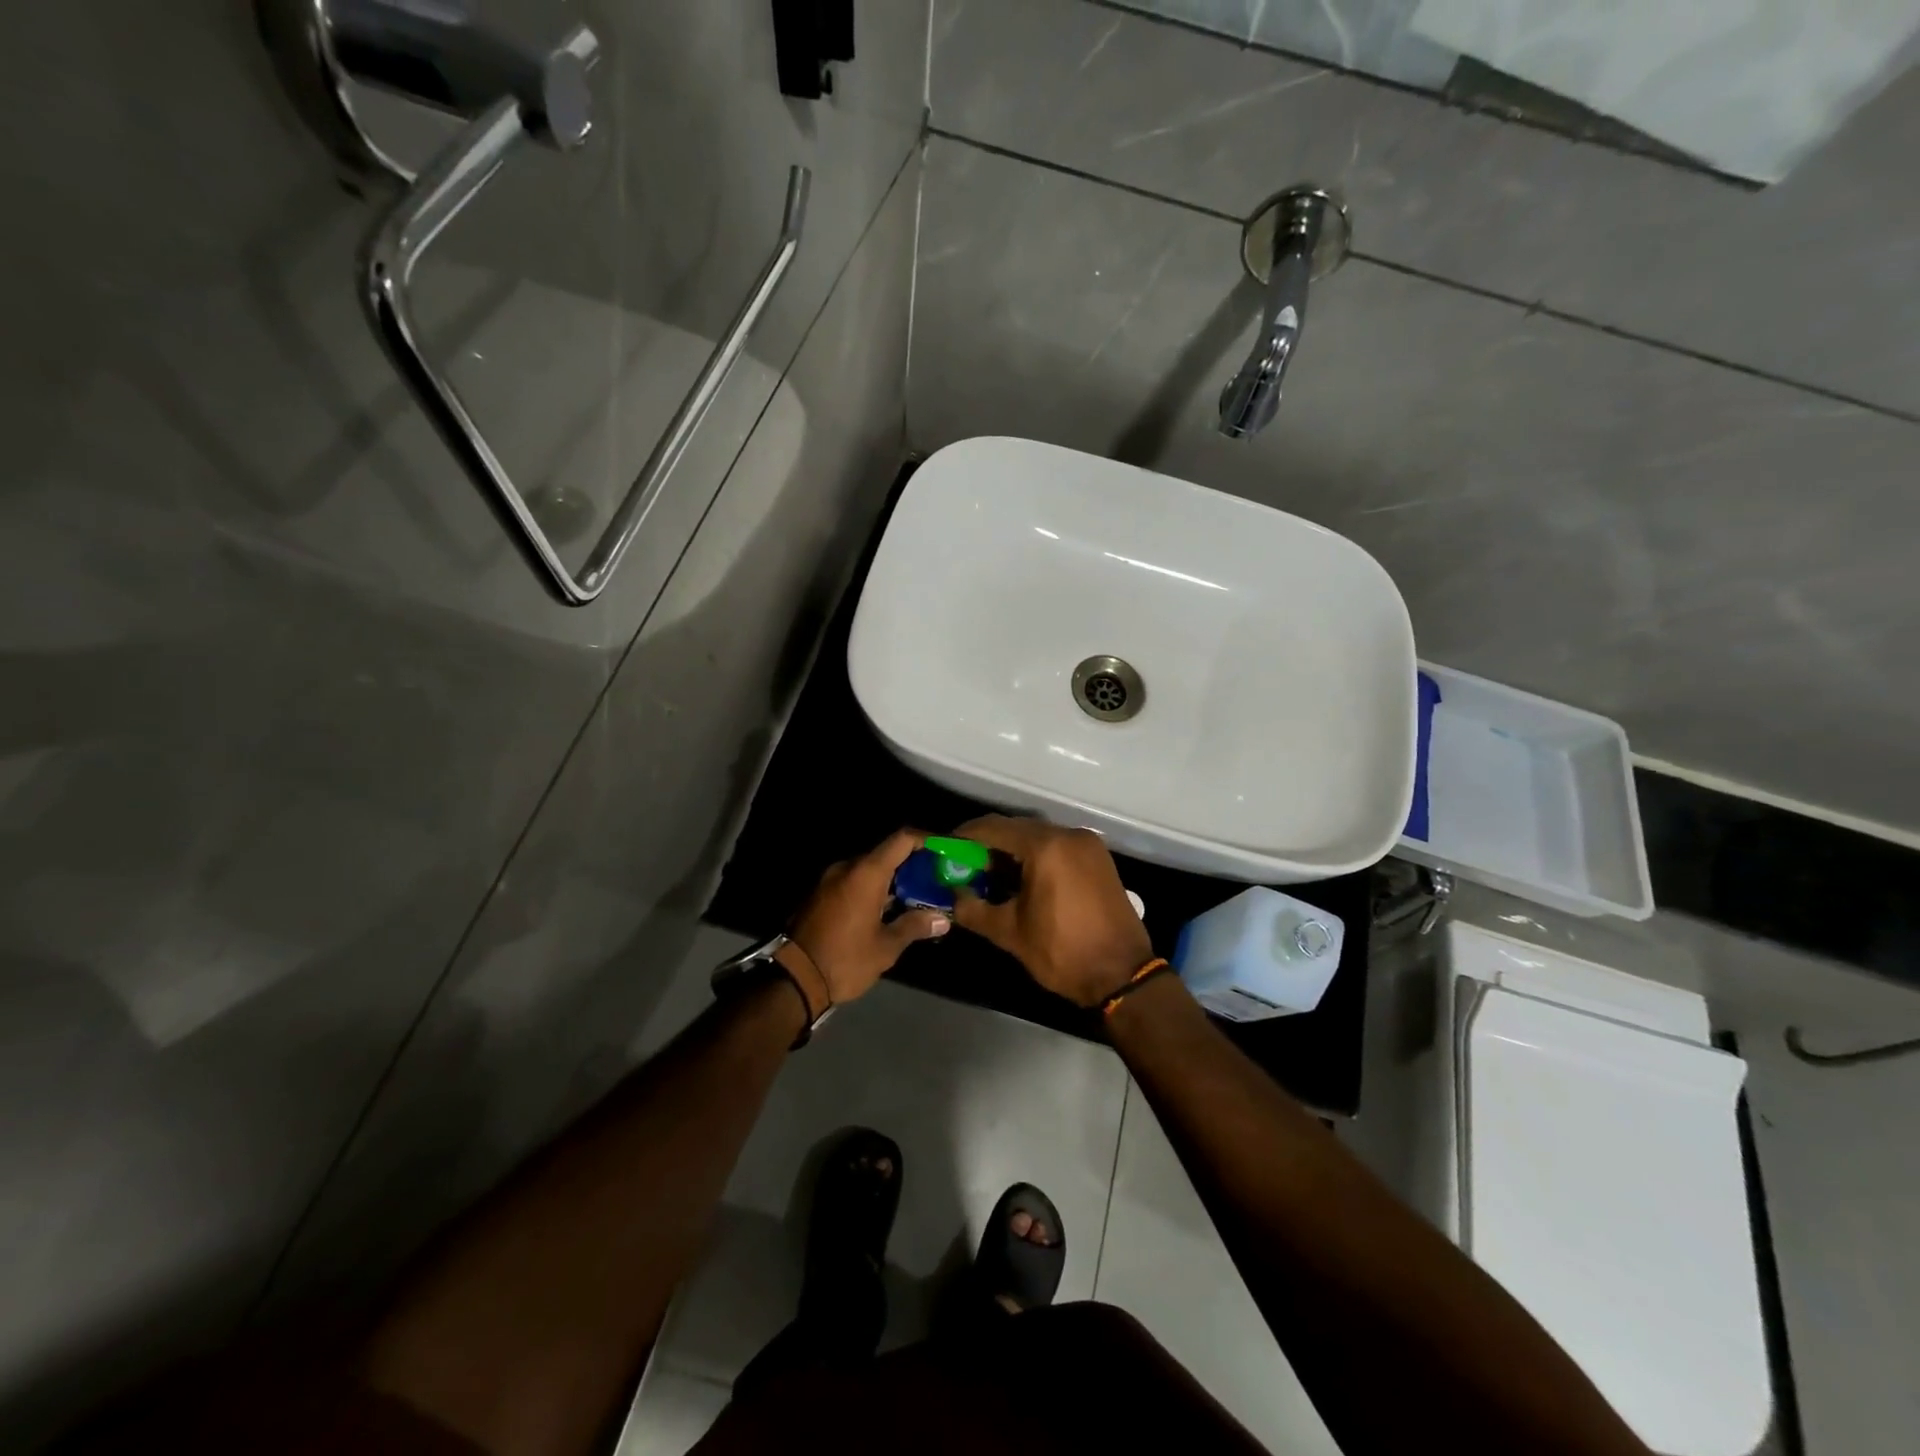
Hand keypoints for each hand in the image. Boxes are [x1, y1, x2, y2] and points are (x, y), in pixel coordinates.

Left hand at [781, 829, 950, 1014]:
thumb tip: (942, 919)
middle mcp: (847, 868)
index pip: (901, 840)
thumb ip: (914, 926)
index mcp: (866, 873)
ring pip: (868, 870)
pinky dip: (873, 889)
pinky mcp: (820, 895)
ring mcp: (830, 880)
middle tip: (934, 880)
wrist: (793, 979)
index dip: (925, 840)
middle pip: (885, 854)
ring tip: (915, 898)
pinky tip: (887, 910)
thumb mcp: (886, 947)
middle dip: (912, 865)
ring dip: (891, 880)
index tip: (944, 850)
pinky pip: (853, 882)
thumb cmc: (845, 959)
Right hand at [949, 815, 1153, 1007]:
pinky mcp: (1099, 859)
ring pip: (1039, 837)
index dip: (966, 836)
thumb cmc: (1062, 952)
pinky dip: (1037, 856)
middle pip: (1018, 829)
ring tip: (990, 874)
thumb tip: (954, 896)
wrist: (1122, 975)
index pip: (995, 828)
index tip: (946, 847)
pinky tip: (1022, 878)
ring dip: (1013, 851)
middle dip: (989, 844)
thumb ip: (974, 909)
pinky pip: (1059, 847)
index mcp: (1046, 847)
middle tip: (964, 864)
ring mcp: (1088, 845)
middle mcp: (1068, 836)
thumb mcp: (1010, 933)